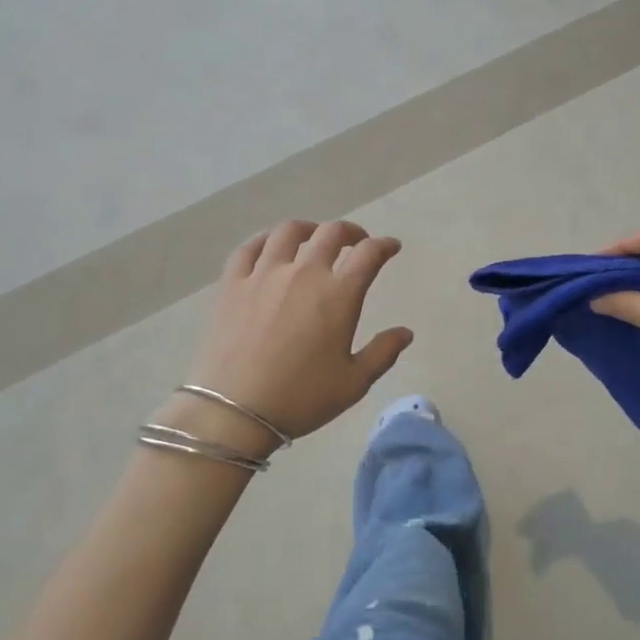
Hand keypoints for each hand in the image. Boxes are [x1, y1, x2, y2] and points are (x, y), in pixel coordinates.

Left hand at [176, 220, 413, 451]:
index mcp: (339, 294)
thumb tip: (406, 332)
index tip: (391, 247)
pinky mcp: (233, 283)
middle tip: (356, 242)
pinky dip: (265, 239)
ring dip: (309, 228)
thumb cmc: (301, 398)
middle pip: (332, 233)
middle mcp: (304, 273)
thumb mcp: (353, 383)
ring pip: (289, 231)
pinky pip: (249, 247)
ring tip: (313, 237)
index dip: (385, 245)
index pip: (369, 254)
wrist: (234, 411)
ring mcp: (265, 273)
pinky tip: (270, 246)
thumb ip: (383, 353)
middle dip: (351, 232)